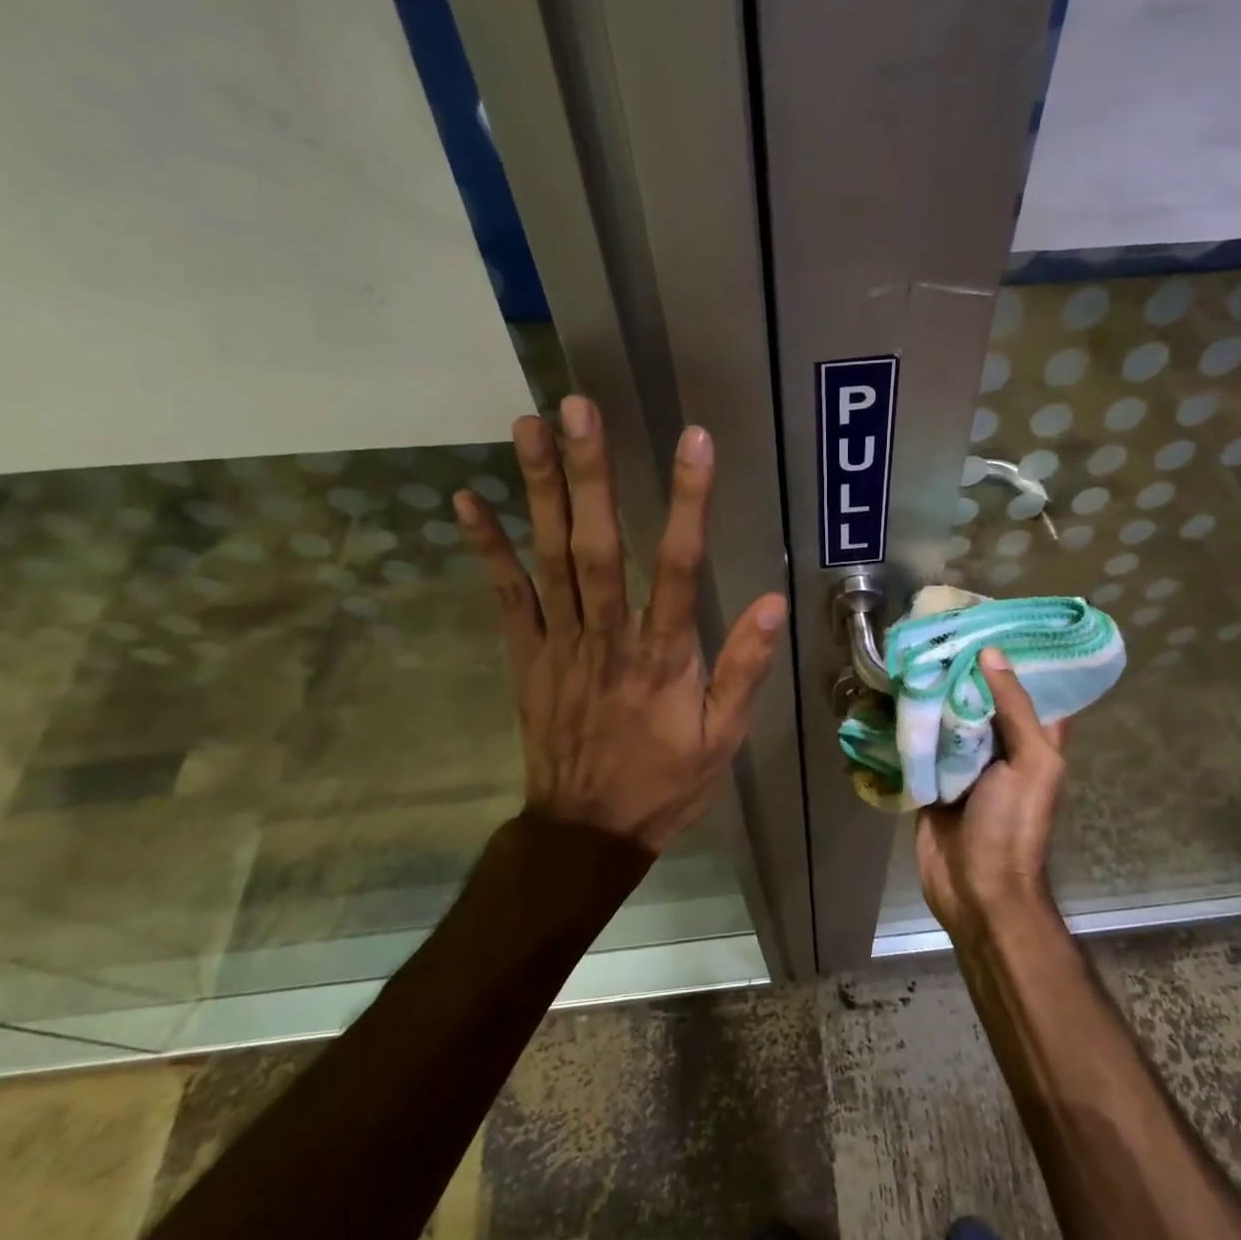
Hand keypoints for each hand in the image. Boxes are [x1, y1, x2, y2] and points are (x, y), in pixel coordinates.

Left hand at [454, 395, 787, 853]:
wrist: (586, 832)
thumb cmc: (664, 783)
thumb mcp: (722, 739)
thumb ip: (744, 669)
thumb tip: (773, 601)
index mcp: (663, 657)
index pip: (681, 568)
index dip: (688, 503)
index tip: (694, 442)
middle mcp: (608, 638)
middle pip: (598, 546)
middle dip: (590, 474)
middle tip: (578, 407)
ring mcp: (559, 644)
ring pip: (548, 559)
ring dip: (538, 491)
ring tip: (529, 425)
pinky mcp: (526, 656)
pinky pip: (505, 596)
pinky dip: (486, 548)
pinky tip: (467, 500)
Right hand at [915, 647, 1066, 938]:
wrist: (975, 890)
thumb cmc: (1014, 826)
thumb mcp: (1031, 763)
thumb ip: (1015, 709)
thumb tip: (991, 654)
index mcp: (1034, 739)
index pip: (1030, 687)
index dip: (1016, 656)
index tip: (991, 621)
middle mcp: (1000, 744)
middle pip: (981, 696)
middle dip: (962, 667)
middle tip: (936, 629)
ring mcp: (963, 761)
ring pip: (947, 716)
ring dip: (931, 692)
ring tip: (909, 650)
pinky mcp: (932, 776)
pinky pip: (921, 742)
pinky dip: (908, 722)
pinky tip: (889, 693)